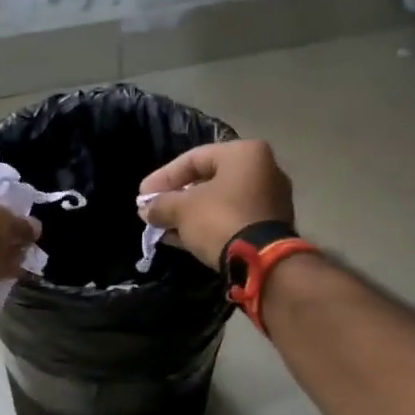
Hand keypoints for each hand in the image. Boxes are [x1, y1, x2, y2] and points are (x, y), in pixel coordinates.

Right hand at [138, 140, 295, 267]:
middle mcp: (264, 169)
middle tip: (154, 211)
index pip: (193, 158)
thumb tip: (146, 209)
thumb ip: (161, 204)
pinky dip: (208, 225)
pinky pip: (232, 218)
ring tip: (163, 228)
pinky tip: (182, 239)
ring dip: (190, 215)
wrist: (262, 262)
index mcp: (244, 153)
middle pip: (209, 180)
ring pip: (220, 202)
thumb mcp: (182, 209)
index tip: (142, 196)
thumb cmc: (220, 220)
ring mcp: (271, 199)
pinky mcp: (272, 226)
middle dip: (177, 197)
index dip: (163, 177)